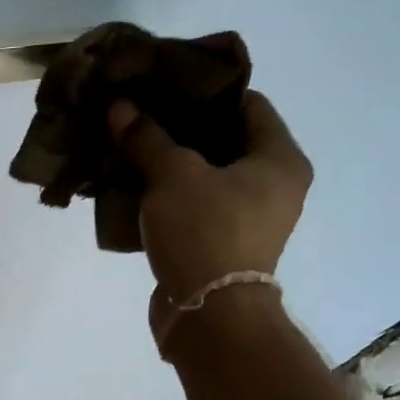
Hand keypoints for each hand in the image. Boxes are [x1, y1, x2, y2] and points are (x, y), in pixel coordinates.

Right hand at [107, 89, 311, 311]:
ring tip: (132, 146)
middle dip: (181, 127)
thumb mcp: (172, 175)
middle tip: (142, 113)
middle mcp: (274, 185)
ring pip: (206, 176)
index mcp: (279, 159)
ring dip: (171, 163)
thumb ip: (147, 137)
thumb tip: (119, 107)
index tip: (166, 83)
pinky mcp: (223, 244)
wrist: (208, 315)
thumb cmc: (204, 232)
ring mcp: (249, 218)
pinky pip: (196, 206)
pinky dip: (169, 195)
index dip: (205, 89)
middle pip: (225, 140)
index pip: (247, 103)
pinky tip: (134, 185)